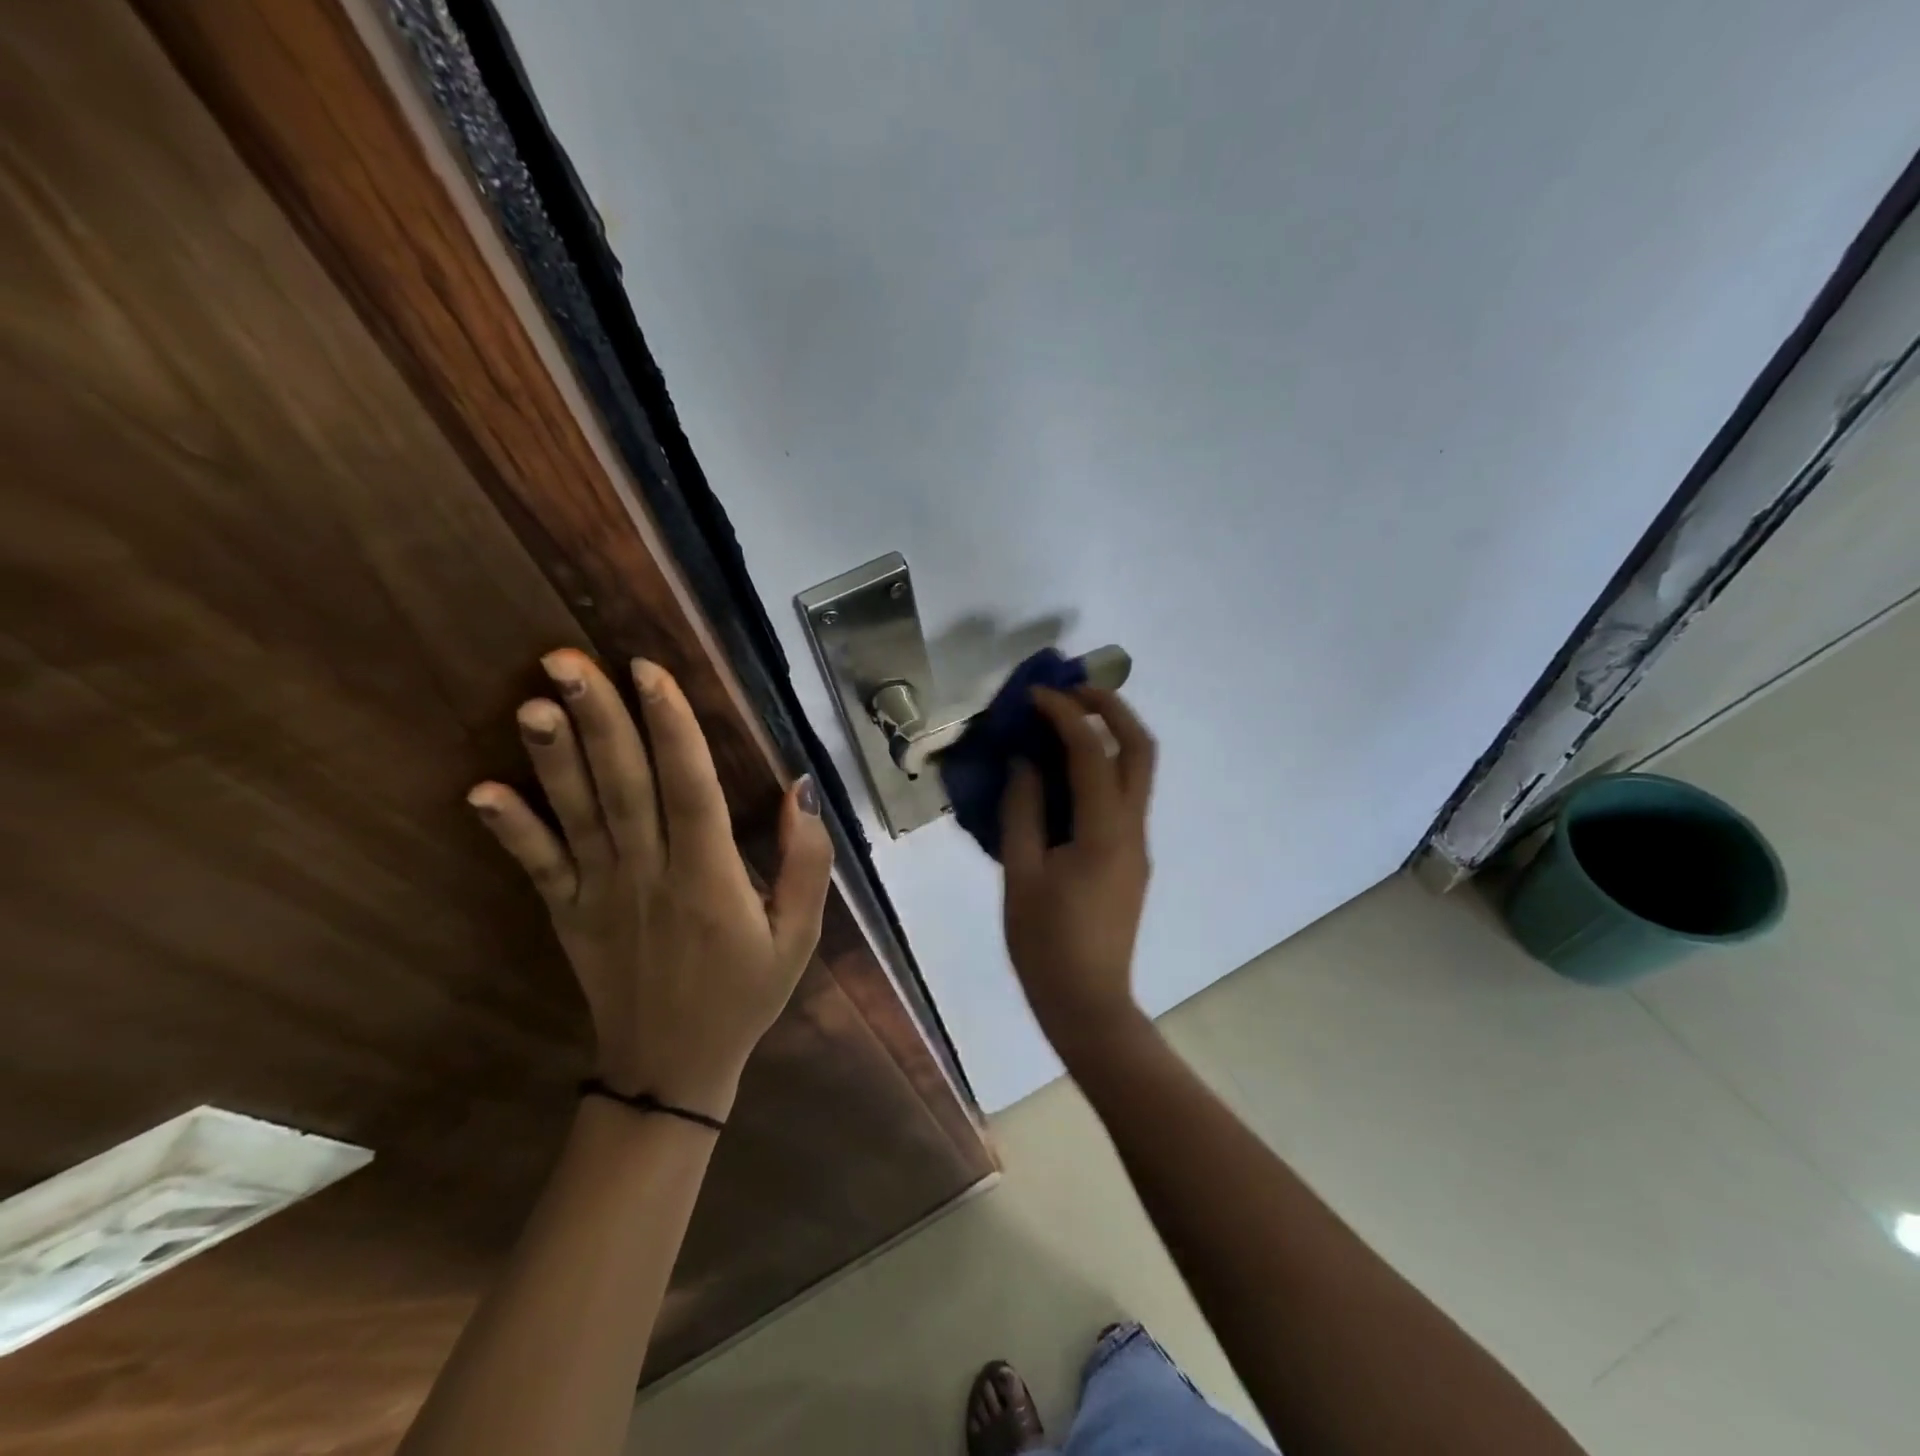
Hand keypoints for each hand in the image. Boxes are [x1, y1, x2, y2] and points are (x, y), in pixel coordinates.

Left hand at [467, 650, 832, 1120]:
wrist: (671, 1069)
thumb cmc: (745, 993)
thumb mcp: (800, 934)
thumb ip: (807, 860)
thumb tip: (800, 788)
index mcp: (709, 879)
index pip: (689, 789)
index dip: (671, 728)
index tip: (648, 671)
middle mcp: (649, 876)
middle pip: (624, 787)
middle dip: (600, 720)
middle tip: (568, 659)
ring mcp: (600, 895)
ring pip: (578, 815)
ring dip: (554, 758)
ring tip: (533, 702)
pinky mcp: (568, 915)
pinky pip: (538, 867)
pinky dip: (510, 830)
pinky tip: (481, 792)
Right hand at [1000, 686, 1156, 1061]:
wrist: (1088, 1004)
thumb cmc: (1045, 945)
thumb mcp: (1021, 875)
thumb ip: (1023, 811)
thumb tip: (1025, 763)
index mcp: (1105, 832)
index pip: (1092, 753)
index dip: (1064, 715)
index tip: (1034, 695)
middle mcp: (1133, 829)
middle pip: (1141, 749)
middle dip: (1111, 708)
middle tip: (1072, 690)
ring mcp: (1138, 844)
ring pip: (1139, 771)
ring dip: (1110, 734)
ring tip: (1067, 719)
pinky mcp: (1131, 858)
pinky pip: (1124, 796)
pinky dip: (1103, 767)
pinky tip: (1066, 772)